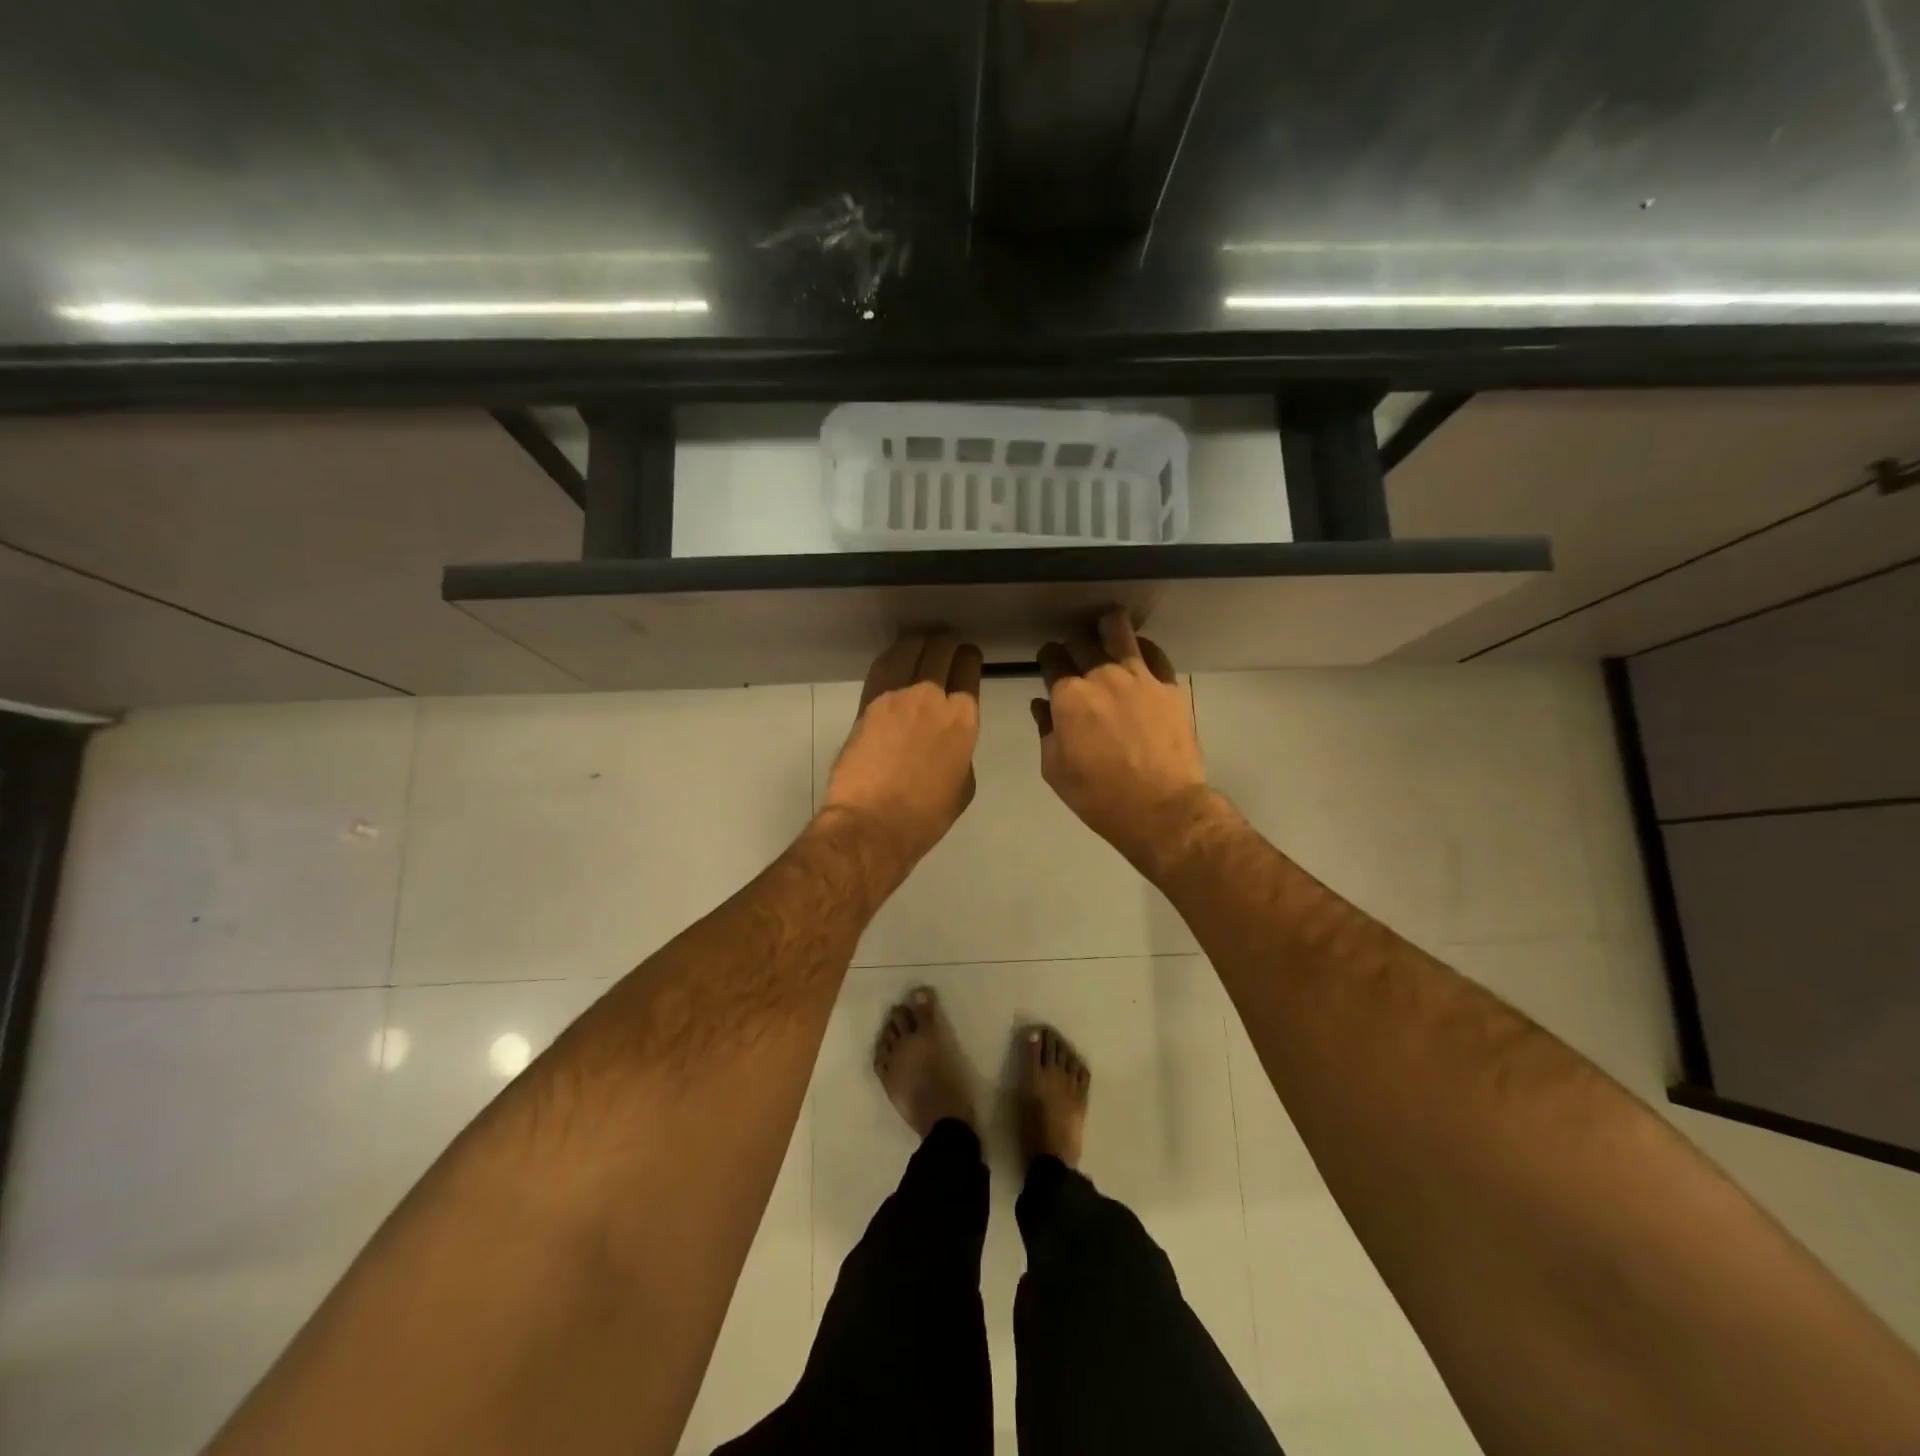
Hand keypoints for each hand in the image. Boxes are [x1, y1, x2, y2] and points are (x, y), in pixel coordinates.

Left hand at [821, 634, 983, 871]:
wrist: (872, 824)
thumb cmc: (925, 815)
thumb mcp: (963, 784)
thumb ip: (961, 750)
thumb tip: (948, 738)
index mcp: (963, 718)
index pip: (969, 669)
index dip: (969, 660)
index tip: (966, 660)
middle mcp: (933, 696)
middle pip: (941, 651)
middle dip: (946, 646)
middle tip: (944, 650)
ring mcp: (897, 695)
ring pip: (911, 650)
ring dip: (919, 644)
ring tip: (920, 646)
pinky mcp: (868, 702)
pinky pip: (883, 666)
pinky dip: (893, 657)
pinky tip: (896, 658)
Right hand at [1034, 609, 1207, 874]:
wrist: (1161, 809)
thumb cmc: (1098, 795)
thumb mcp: (1055, 769)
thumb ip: (1046, 730)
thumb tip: (1043, 705)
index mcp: (1069, 695)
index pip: (1051, 659)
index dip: (1047, 660)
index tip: (1049, 665)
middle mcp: (1102, 676)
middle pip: (1081, 642)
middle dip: (1073, 646)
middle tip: (1075, 658)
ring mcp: (1139, 677)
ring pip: (1120, 631)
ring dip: (1108, 627)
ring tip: (1106, 628)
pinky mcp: (1169, 686)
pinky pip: (1154, 653)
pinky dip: (1142, 649)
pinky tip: (1139, 656)